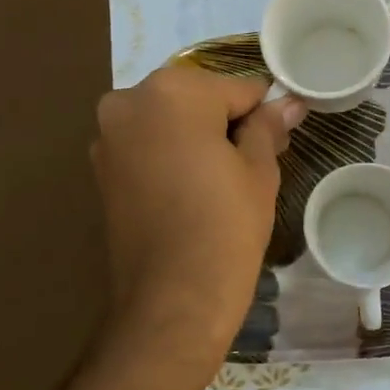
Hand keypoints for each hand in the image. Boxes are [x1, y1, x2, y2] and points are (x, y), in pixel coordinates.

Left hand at [91, 68, 305, 382]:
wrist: (173, 300)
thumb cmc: (226, 227)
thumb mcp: (259, 171)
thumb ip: (268, 126)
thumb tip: (288, 102)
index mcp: (173, 91)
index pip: (236, 88)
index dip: (263, 112)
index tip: (279, 137)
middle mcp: (129, 100)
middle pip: (197, 99)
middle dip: (225, 122)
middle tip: (253, 162)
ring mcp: (108, 135)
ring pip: (169, 121)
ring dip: (196, 138)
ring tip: (222, 181)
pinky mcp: (100, 169)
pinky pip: (147, 146)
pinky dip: (170, 156)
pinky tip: (191, 190)